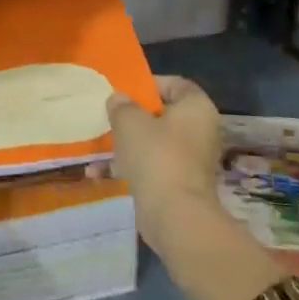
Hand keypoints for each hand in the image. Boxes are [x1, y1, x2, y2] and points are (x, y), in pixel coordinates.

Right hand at [97, 75, 226, 247]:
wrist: (175, 215)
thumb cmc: (156, 157)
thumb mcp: (129, 122)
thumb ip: (121, 105)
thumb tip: (118, 99)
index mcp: (196, 108)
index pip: (175, 84)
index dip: (148, 84)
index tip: (124, 91)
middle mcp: (200, 130)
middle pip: (163, 114)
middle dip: (133, 116)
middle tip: (109, 116)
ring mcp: (191, 159)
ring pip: (154, 142)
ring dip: (126, 143)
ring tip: (99, 145)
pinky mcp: (179, 183)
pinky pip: (151, 166)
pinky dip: (129, 167)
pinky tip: (99, 173)